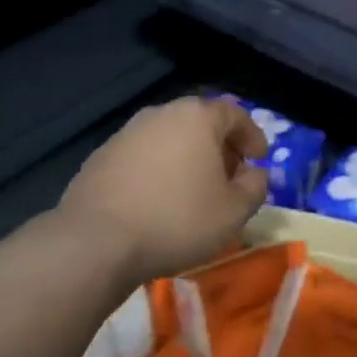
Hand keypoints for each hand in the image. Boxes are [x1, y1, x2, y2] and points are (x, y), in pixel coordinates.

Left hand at [58, 96, 268, 281]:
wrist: (96, 242)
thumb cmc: (178, 219)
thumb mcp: (235, 211)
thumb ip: (255, 186)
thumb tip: (254, 174)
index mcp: (197, 118)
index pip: (234, 113)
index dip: (252, 135)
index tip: (259, 159)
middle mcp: (160, 115)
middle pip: (200, 122)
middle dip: (220, 146)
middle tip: (230, 176)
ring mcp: (125, 134)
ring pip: (169, 139)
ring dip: (188, 158)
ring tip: (194, 191)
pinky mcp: (100, 158)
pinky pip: (143, 157)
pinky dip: (159, 171)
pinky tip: (159, 201)